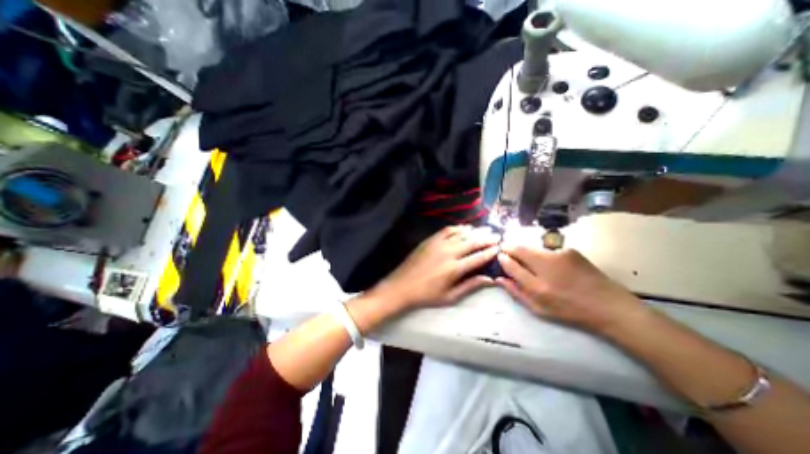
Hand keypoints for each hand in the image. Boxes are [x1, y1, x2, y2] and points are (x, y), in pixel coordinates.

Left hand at [373, 225, 499, 309]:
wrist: (401, 286)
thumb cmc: (426, 295)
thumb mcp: (450, 297)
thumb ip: (470, 286)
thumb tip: (490, 280)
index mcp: (454, 268)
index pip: (478, 257)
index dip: (490, 251)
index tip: (500, 247)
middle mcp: (448, 252)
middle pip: (472, 242)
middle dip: (486, 238)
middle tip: (497, 235)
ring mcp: (438, 244)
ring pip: (461, 234)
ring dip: (475, 231)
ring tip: (485, 229)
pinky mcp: (430, 240)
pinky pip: (447, 230)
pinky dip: (458, 228)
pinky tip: (465, 227)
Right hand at [494, 243, 646, 334]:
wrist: (609, 306)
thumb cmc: (570, 311)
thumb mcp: (539, 309)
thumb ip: (516, 292)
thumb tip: (499, 278)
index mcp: (538, 286)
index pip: (511, 264)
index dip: (502, 258)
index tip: (500, 256)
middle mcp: (547, 266)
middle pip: (519, 249)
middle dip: (510, 248)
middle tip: (508, 252)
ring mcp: (559, 255)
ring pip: (532, 247)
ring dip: (526, 252)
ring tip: (532, 262)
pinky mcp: (570, 250)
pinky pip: (547, 249)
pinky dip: (542, 254)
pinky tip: (551, 264)